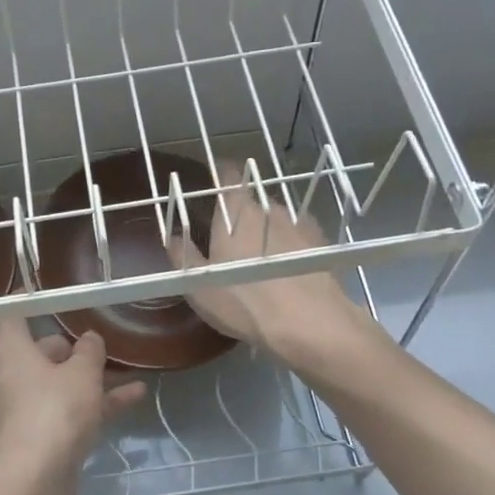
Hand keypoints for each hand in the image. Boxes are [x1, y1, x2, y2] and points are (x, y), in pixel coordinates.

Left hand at [0, 318, 146, 494]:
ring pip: (61, 383)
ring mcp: (26, 408)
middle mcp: (12, 376)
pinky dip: (96, 403)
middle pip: (42, 351)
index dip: (29, 301)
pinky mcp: (41, 435)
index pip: (13, 315)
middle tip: (102, 339)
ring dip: (93, 377)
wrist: (35, 480)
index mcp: (11, 351)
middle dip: (73, 348)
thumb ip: (89, 352)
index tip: (49, 291)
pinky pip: (70, 409)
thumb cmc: (54, 410)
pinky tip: (134, 397)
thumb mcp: (82, 373)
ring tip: (128, 367)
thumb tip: (89, 340)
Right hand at [167, 162, 372, 366]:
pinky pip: (299, 236)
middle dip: (241, 214)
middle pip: (252, 200)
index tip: (213, 180)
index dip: (220, 172)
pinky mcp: (321, 244)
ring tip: (261, 258)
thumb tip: (173, 236)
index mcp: (235, 211)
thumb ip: (183, 255)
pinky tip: (288, 268)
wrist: (309, 322)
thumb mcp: (199, 284)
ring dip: (267, 231)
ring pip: (276, 219)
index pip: (227, 174)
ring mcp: (299, 223)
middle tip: (231, 239)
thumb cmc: (244, 300)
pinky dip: (291, 245)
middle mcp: (269, 207)